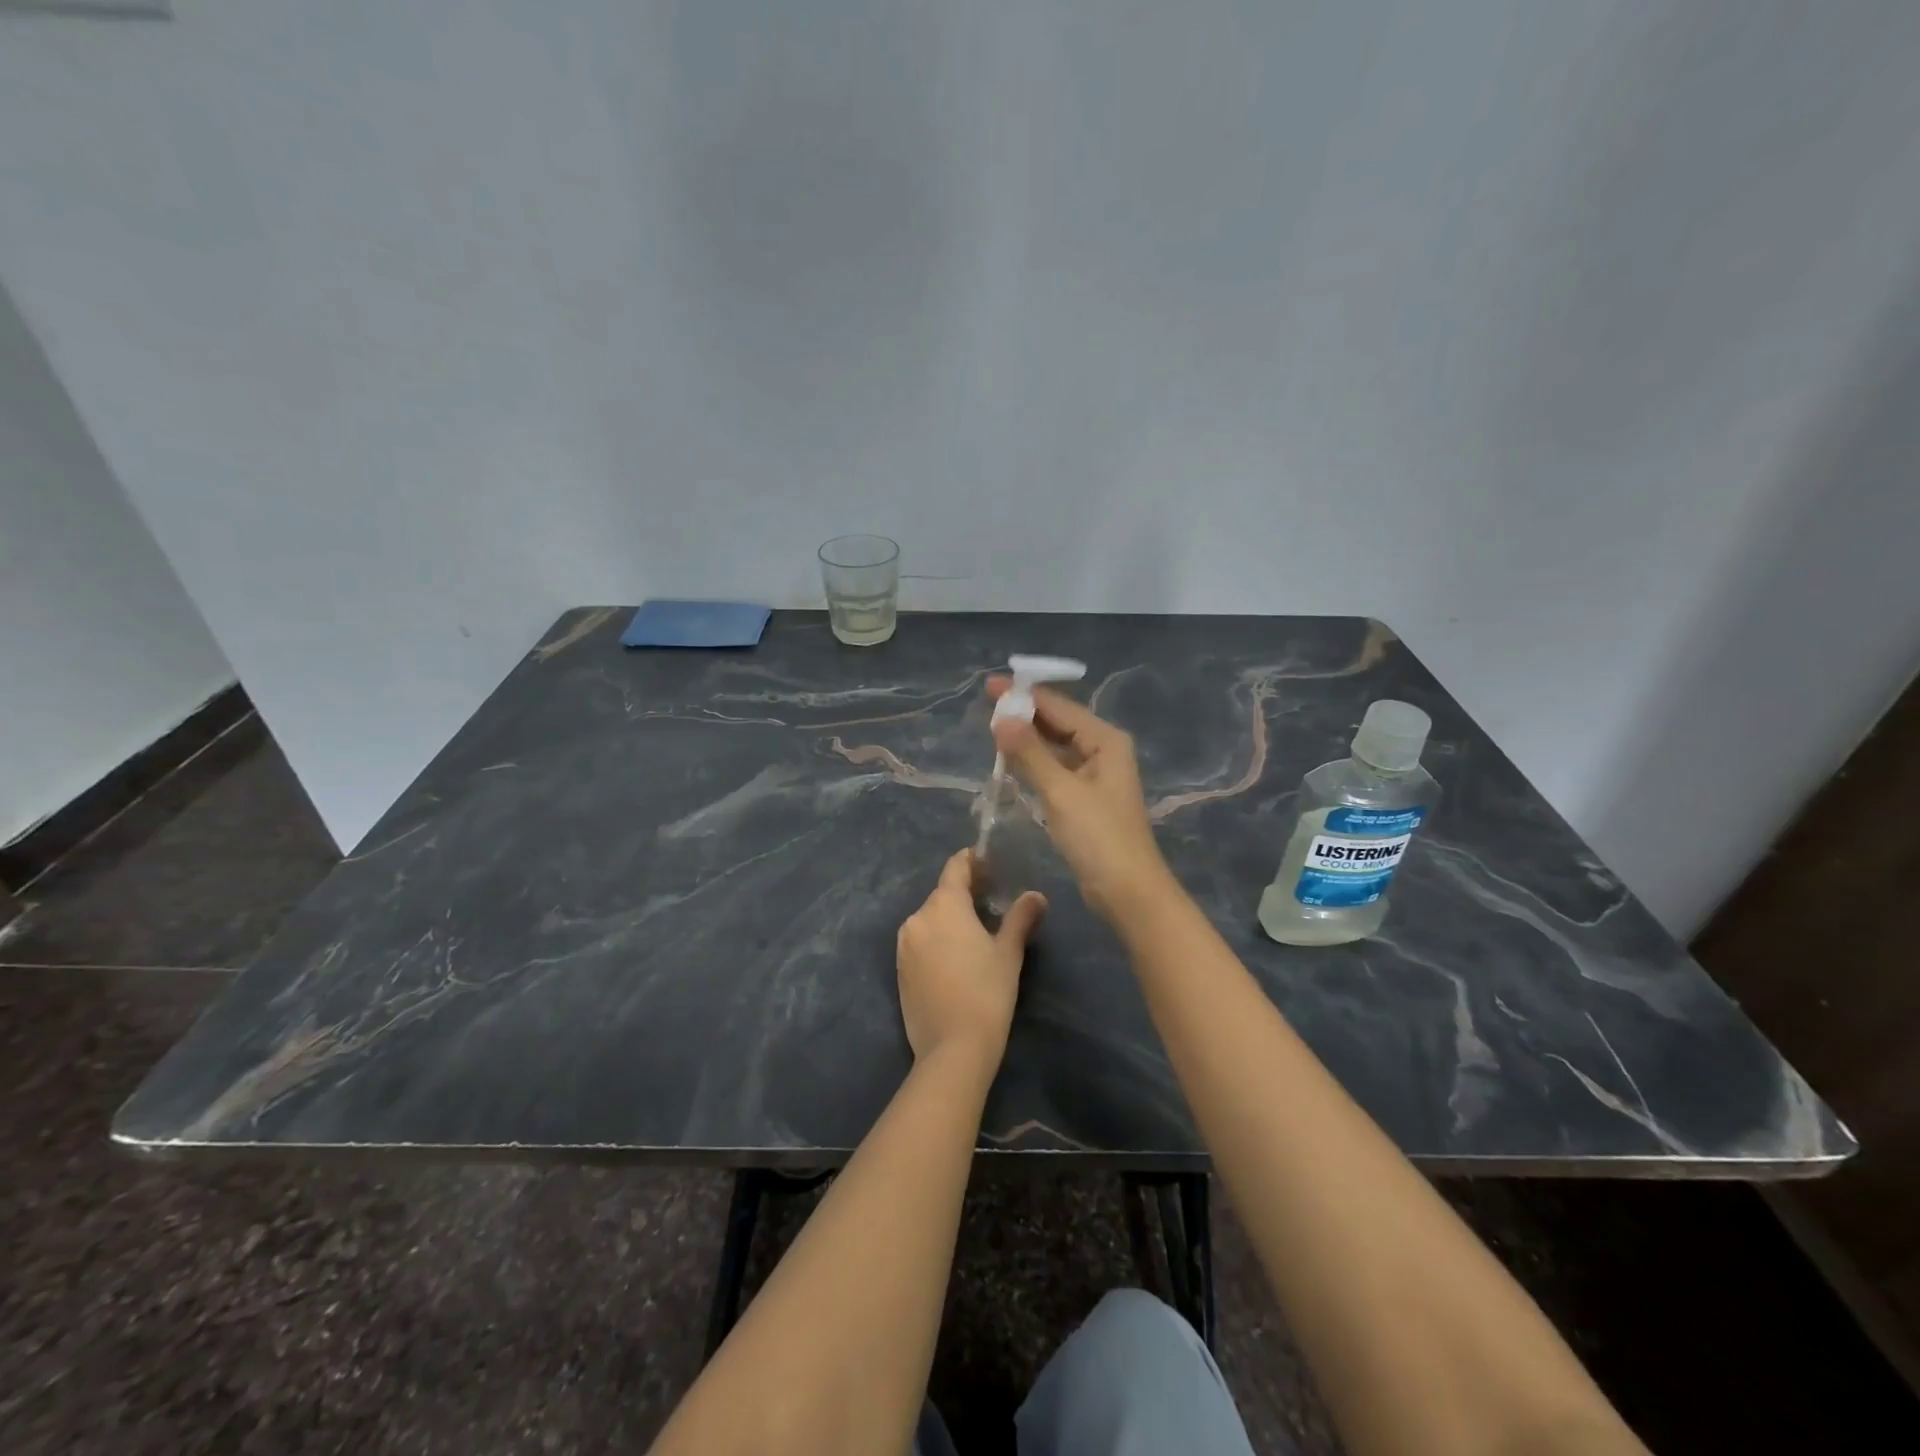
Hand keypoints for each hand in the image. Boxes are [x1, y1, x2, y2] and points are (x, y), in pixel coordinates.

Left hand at [896, 849, 1045, 1073]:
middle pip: (942, 894)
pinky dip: (936, 940)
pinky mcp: (899, 969)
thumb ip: (1020, 918)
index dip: (971, 861)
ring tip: (974, 931)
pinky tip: (955, 957)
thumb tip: (1036, 896)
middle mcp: (918, 917)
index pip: (955, 867)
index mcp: (944, 905)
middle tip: (990, 900)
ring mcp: (904, 944)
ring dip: (949, 918)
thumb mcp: (1009, 953)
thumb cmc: (987, 993)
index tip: (987, 862)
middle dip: (964, 892)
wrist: (952, 1048)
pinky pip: (920, 941)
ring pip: (930, 919)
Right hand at [986, 678, 1171, 921]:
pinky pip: (1056, 768)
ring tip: (993, 729)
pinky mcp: (1086, 797)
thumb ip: (1030, 753)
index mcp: (1105, 740)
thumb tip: (1001, 718)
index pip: (1059, 707)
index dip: (1024, 695)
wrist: (1127, 890)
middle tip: (986, 707)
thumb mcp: (1060, 791)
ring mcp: (1095, 775)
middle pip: (1059, 723)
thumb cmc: (1098, 837)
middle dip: (1025, 714)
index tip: (990, 685)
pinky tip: (1012, 761)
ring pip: (1056, 746)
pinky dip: (1034, 762)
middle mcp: (1103, 750)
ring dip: (1028, 738)